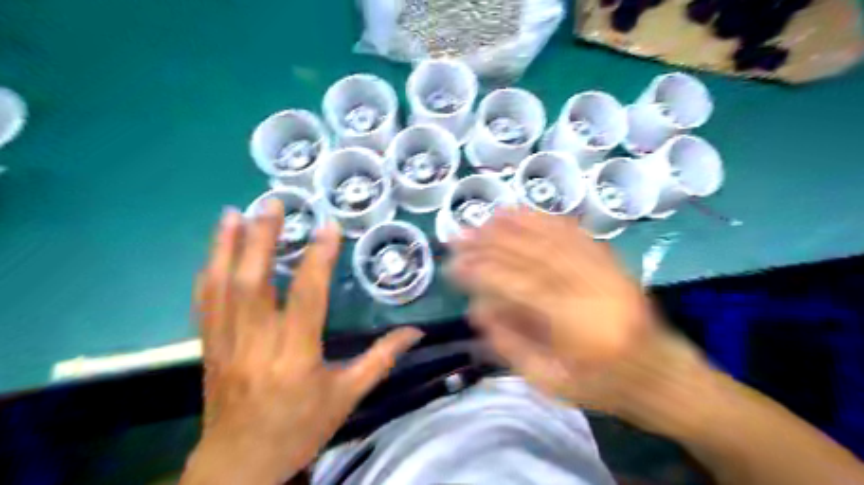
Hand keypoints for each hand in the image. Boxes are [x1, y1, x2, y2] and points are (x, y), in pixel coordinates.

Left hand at [184, 199, 423, 482]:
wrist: (239, 466)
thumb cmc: (300, 428)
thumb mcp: (348, 397)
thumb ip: (381, 360)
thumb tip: (415, 332)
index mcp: (295, 356)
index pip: (307, 297)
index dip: (318, 258)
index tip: (328, 227)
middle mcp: (256, 344)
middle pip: (253, 282)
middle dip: (261, 238)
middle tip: (272, 203)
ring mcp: (225, 344)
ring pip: (222, 287)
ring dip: (226, 246)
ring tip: (234, 212)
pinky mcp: (208, 347)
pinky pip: (205, 303)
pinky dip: (209, 271)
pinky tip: (215, 249)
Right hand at [455, 209, 719, 438]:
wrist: (664, 377)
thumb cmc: (604, 387)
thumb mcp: (550, 383)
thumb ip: (510, 345)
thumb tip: (477, 309)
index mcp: (577, 325)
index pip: (519, 285)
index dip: (483, 271)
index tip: (455, 264)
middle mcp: (592, 289)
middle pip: (533, 254)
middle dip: (492, 242)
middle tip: (462, 235)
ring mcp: (606, 270)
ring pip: (554, 238)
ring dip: (516, 224)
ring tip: (486, 217)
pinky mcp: (613, 263)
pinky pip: (577, 234)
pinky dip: (547, 220)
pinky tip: (527, 213)